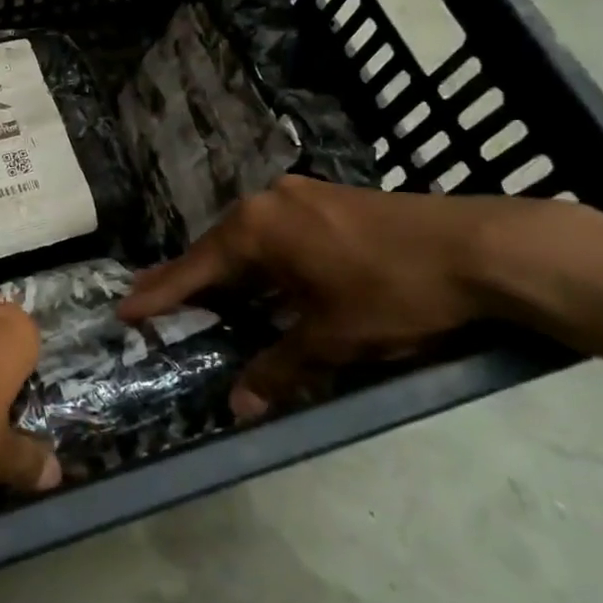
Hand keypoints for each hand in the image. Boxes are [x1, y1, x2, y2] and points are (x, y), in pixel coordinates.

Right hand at [118, 175, 544, 419]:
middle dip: (188, 281)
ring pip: (248, 239)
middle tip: (152, 302)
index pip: (194, 268)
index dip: (159, 294)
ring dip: (227, 271)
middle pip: (216, 248)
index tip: (124, 310)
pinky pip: (275, 233)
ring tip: (204, 296)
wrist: (478, 247)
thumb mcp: (333, 338)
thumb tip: (238, 407)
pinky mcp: (326, 199)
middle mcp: (267, 202)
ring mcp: (299, 195)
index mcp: (256, 229)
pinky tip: (263, 279)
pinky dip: (260, 261)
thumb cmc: (393, 291)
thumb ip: (280, 368)